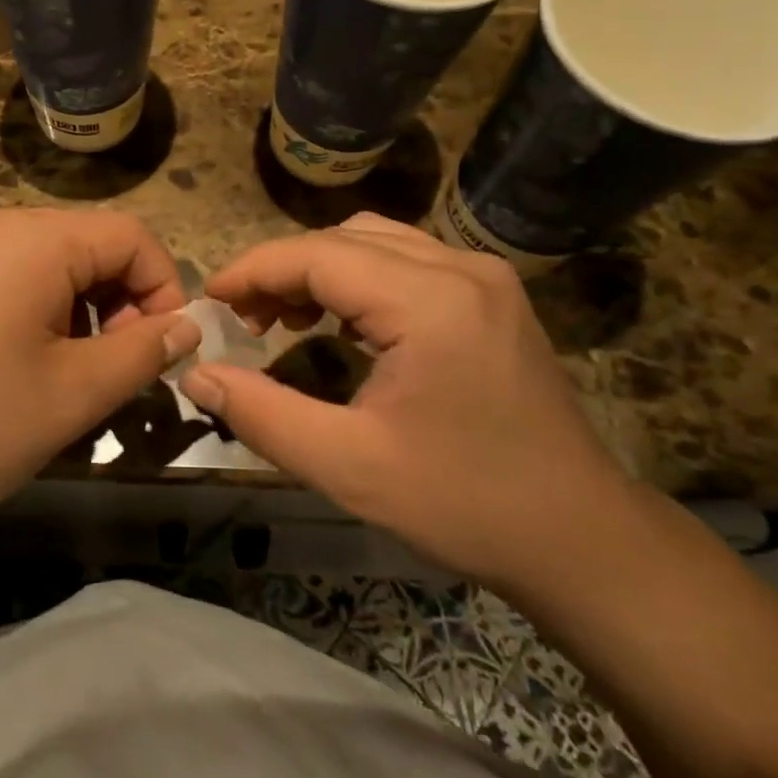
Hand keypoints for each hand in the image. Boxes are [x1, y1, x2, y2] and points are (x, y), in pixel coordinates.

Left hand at [0, 209, 198, 544]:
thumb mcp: (70, 396)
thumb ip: (141, 353)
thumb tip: (185, 325)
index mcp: (33, 239)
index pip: (131, 235)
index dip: (163, 289)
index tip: (160, 354)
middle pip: (90, 245)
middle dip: (120, 304)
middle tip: (114, 373)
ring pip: (50, 264)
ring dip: (80, 312)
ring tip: (68, 378)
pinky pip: (8, 278)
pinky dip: (38, 312)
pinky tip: (20, 369)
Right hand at [181, 213, 632, 590]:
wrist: (582, 537)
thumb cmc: (464, 504)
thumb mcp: (348, 466)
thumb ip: (262, 414)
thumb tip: (196, 374)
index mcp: (429, 302)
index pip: (316, 255)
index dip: (252, 270)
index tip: (209, 300)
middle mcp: (460, 268)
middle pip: (342, 239)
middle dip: (281, 269)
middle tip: (242, 319)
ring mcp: (483, 276)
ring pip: (373, 240)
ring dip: (319, 269)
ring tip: (284, 318)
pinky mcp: (491, 294)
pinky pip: (405, 259)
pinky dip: (358, 277)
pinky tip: (341, 321)